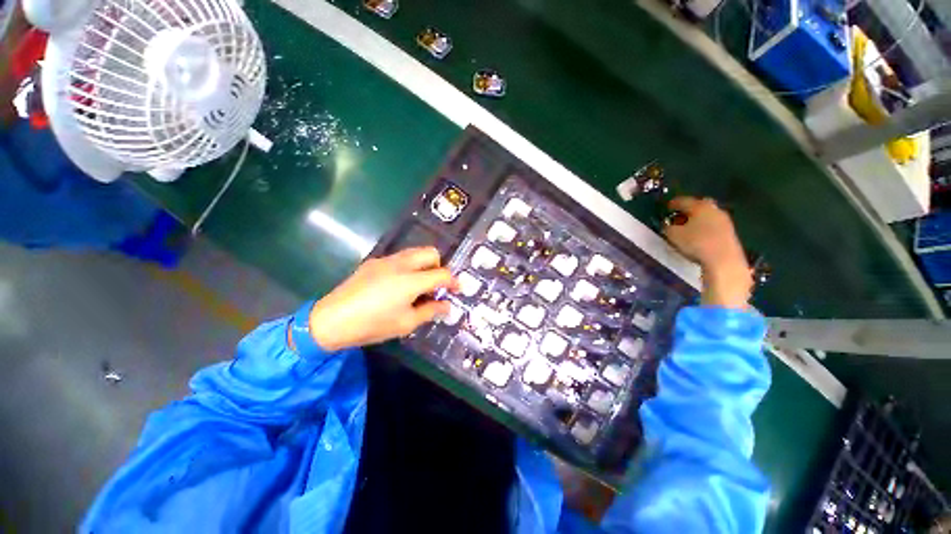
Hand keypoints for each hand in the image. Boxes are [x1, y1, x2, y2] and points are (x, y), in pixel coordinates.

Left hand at [307, 247, 457, 350]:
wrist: (331, 320)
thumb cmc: (373, 325)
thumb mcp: (406, 323)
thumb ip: (431, 311)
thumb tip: (447, 306)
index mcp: (411, 280)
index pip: (442, 274)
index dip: (453, 282)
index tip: (457, 289)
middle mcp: (401, 264)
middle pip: (430, 253)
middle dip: (439, 266)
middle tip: (435, 285)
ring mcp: (386, 260)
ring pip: (414, 252)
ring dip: (423, 265)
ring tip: (418, 285)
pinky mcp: (373, 262)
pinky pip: (399, 258)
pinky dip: (408, 267)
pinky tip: (397, 285)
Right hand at [663, 197, 751, 309]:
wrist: (724, 260)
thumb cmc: (695, 243)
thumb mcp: (673, 235)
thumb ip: (668, 227)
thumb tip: (668, 224)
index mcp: (699, 206)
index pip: (683, 201)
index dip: (673, 203)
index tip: (667, 207)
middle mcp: (714, 209)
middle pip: (699, 205)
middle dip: (688, 209)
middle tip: (679, 215)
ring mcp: (724, 220)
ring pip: (707, 215)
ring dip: (697, 219)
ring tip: (688, 227)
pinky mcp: (729, 232)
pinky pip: (713, 224)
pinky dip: (704, 226)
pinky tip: (699, 235)